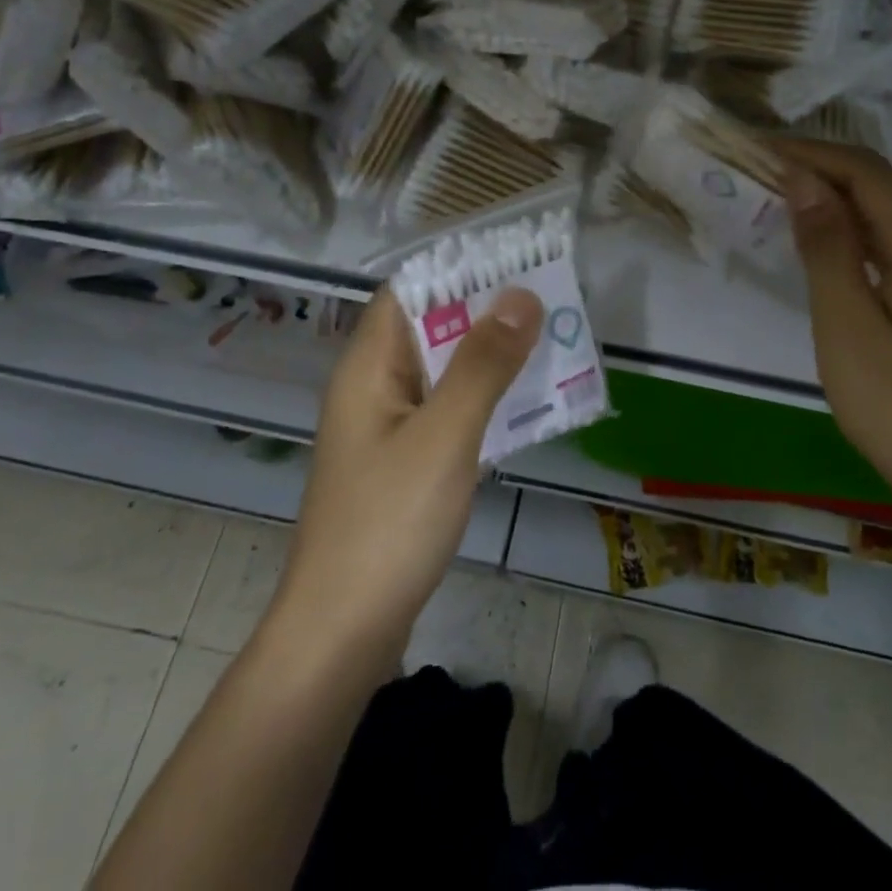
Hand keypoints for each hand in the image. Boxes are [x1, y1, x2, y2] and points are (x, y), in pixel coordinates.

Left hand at [267, 287, 541, 667]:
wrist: (342, 635)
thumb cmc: (388, 524)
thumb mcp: (445, 436)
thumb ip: (483, 364)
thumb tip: (521, 295)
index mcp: (368, 367)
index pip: (409, 291)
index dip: (457, 268)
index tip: (514, 256)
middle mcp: (373, 387)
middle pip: (430, 327)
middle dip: (485, 309)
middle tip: (548, 295)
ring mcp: (387, 427)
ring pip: (443, 370)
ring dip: (489, 354)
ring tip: (549, 338)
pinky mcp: (404, 462)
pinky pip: (447, 410)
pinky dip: (483, 397)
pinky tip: (526, 402)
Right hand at [777, 139, 891, 529]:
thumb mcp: (847, 325)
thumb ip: (827, 247)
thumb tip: (804, 179)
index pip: (867, 174)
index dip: (811, 154)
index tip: (757, 149)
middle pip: (881, 186)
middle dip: (821, 168)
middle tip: (760, 168)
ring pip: (886, 212)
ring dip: (834, 197)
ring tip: (779, 194)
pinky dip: (851, 229)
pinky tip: (820, 240)